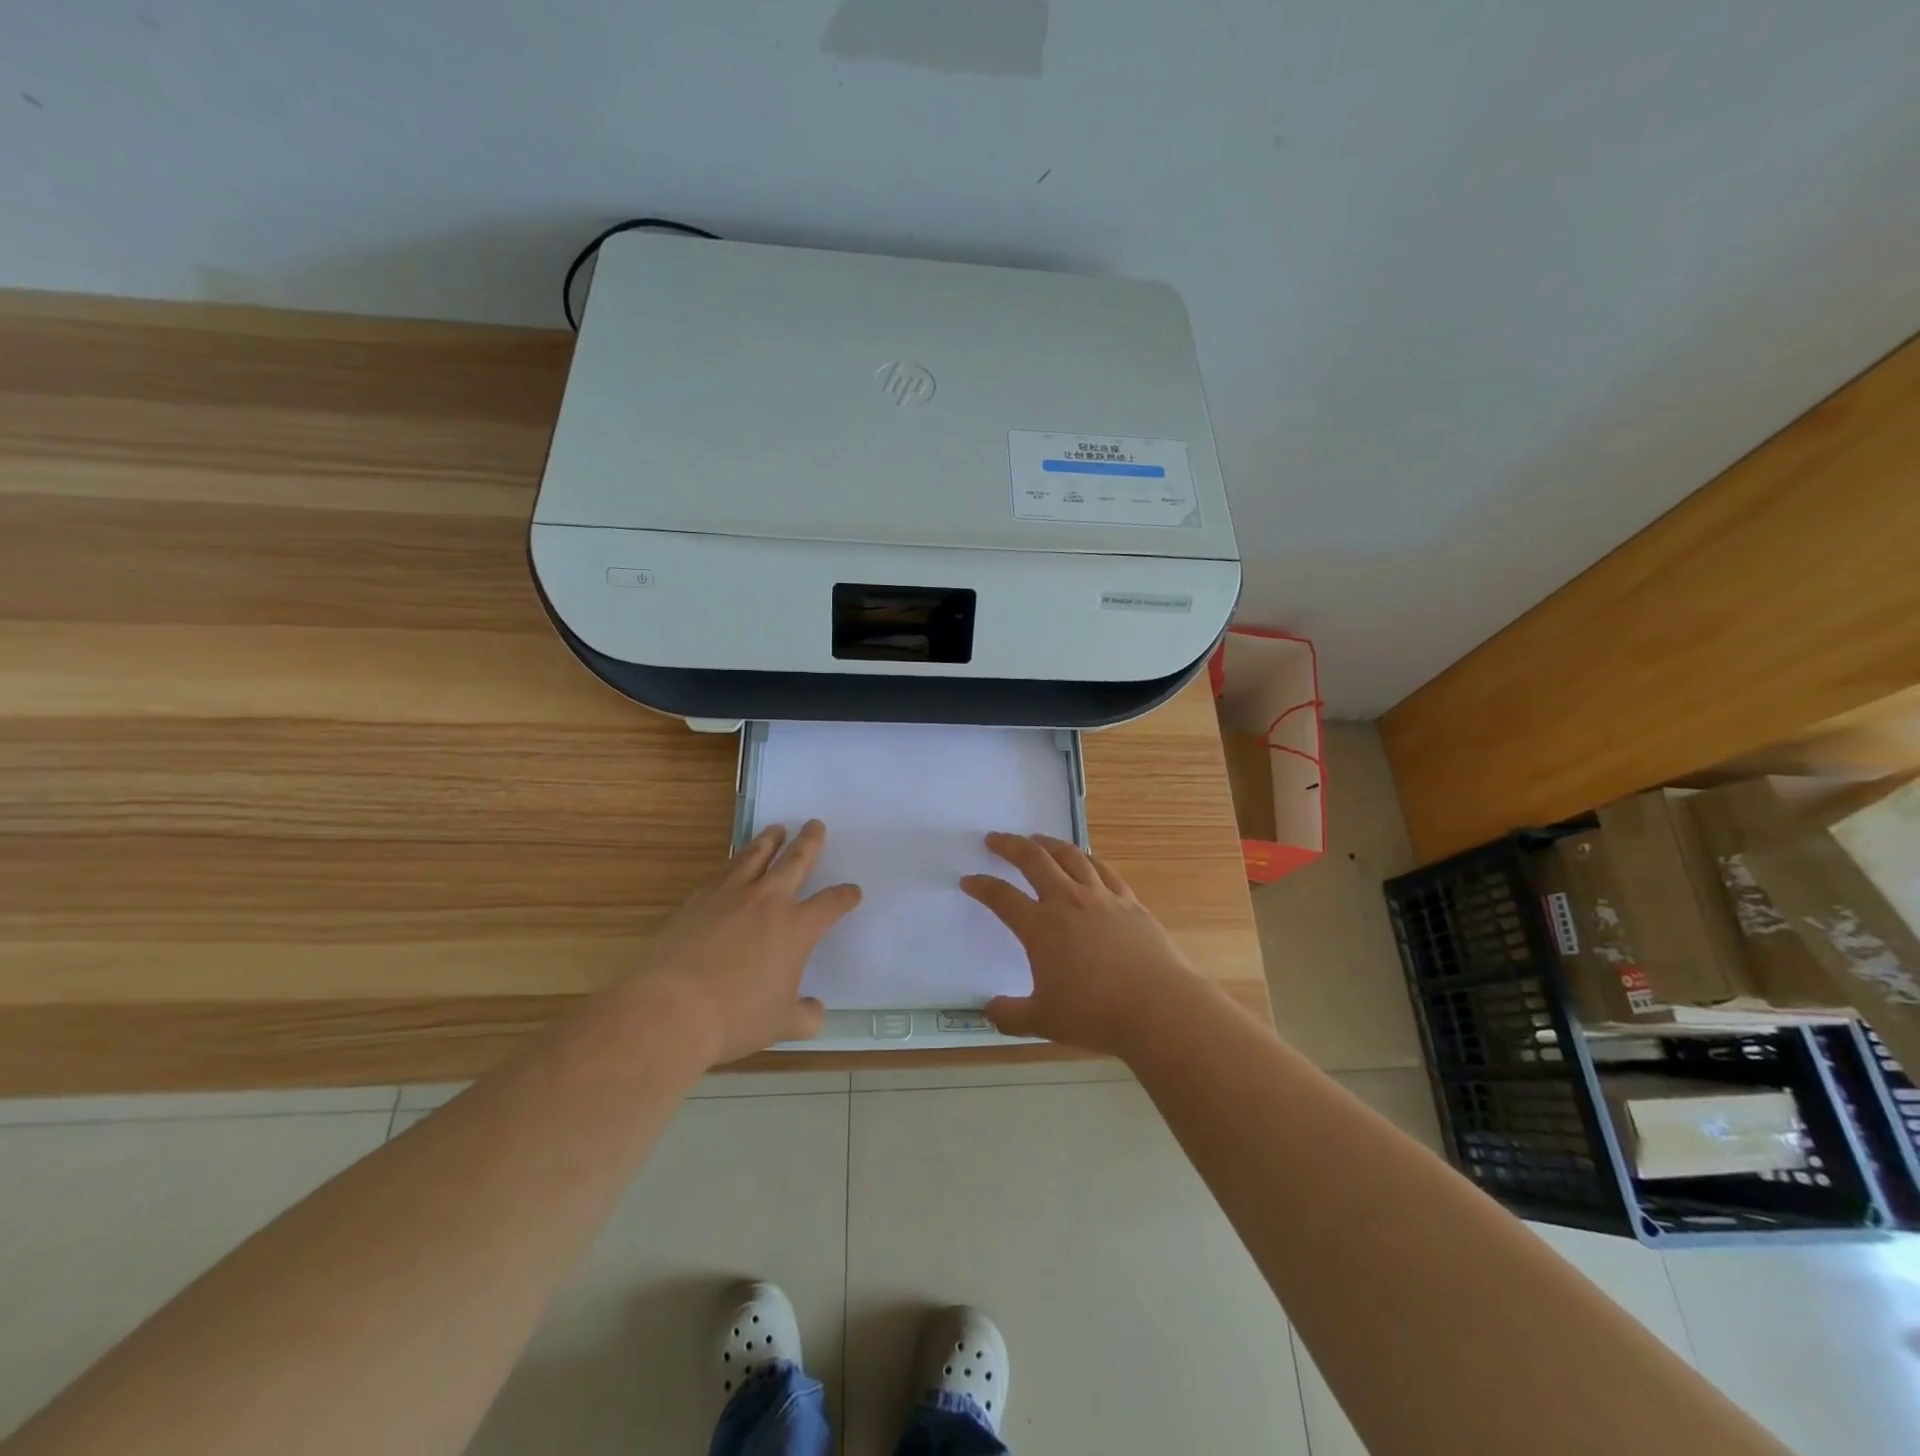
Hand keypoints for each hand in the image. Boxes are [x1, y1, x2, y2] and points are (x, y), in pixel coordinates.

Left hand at [644, 820, 860, 1065]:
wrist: (672, 1009)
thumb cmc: (735, 1017)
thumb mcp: (781, 1024)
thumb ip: (805, 1016)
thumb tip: (815, 1011)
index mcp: (796, 928)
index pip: (831, 904)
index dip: (845, 896)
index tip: (853, 891)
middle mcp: (767, 902)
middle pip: (795, 862)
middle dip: (809, 842)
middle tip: (815, 824)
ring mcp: (730, 896)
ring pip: (755, 857)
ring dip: (769, 841)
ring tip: (775, 829)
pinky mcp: (698, 900)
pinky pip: (723, 872)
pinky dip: (735, 862)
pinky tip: (735, 863)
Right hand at [961, 832, 1204, 1058]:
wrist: (1158, 1008)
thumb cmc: (1095, 1014)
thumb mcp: (1043, 1021)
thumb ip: (1010, 1015)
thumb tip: (989, 1009)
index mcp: (1041, 926)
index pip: (1002, 897)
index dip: (982, 886)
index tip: (969, 880)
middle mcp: (1068, 901)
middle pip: (1034, 860)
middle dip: (1010, 846)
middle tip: (994, 839)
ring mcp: (1101, 897)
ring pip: (1070, 856)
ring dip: (1048, 844)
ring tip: (1036, 840)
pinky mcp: (1130, 902)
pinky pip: (1103, 870)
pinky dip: (1087, 859)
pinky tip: (1084, 860)